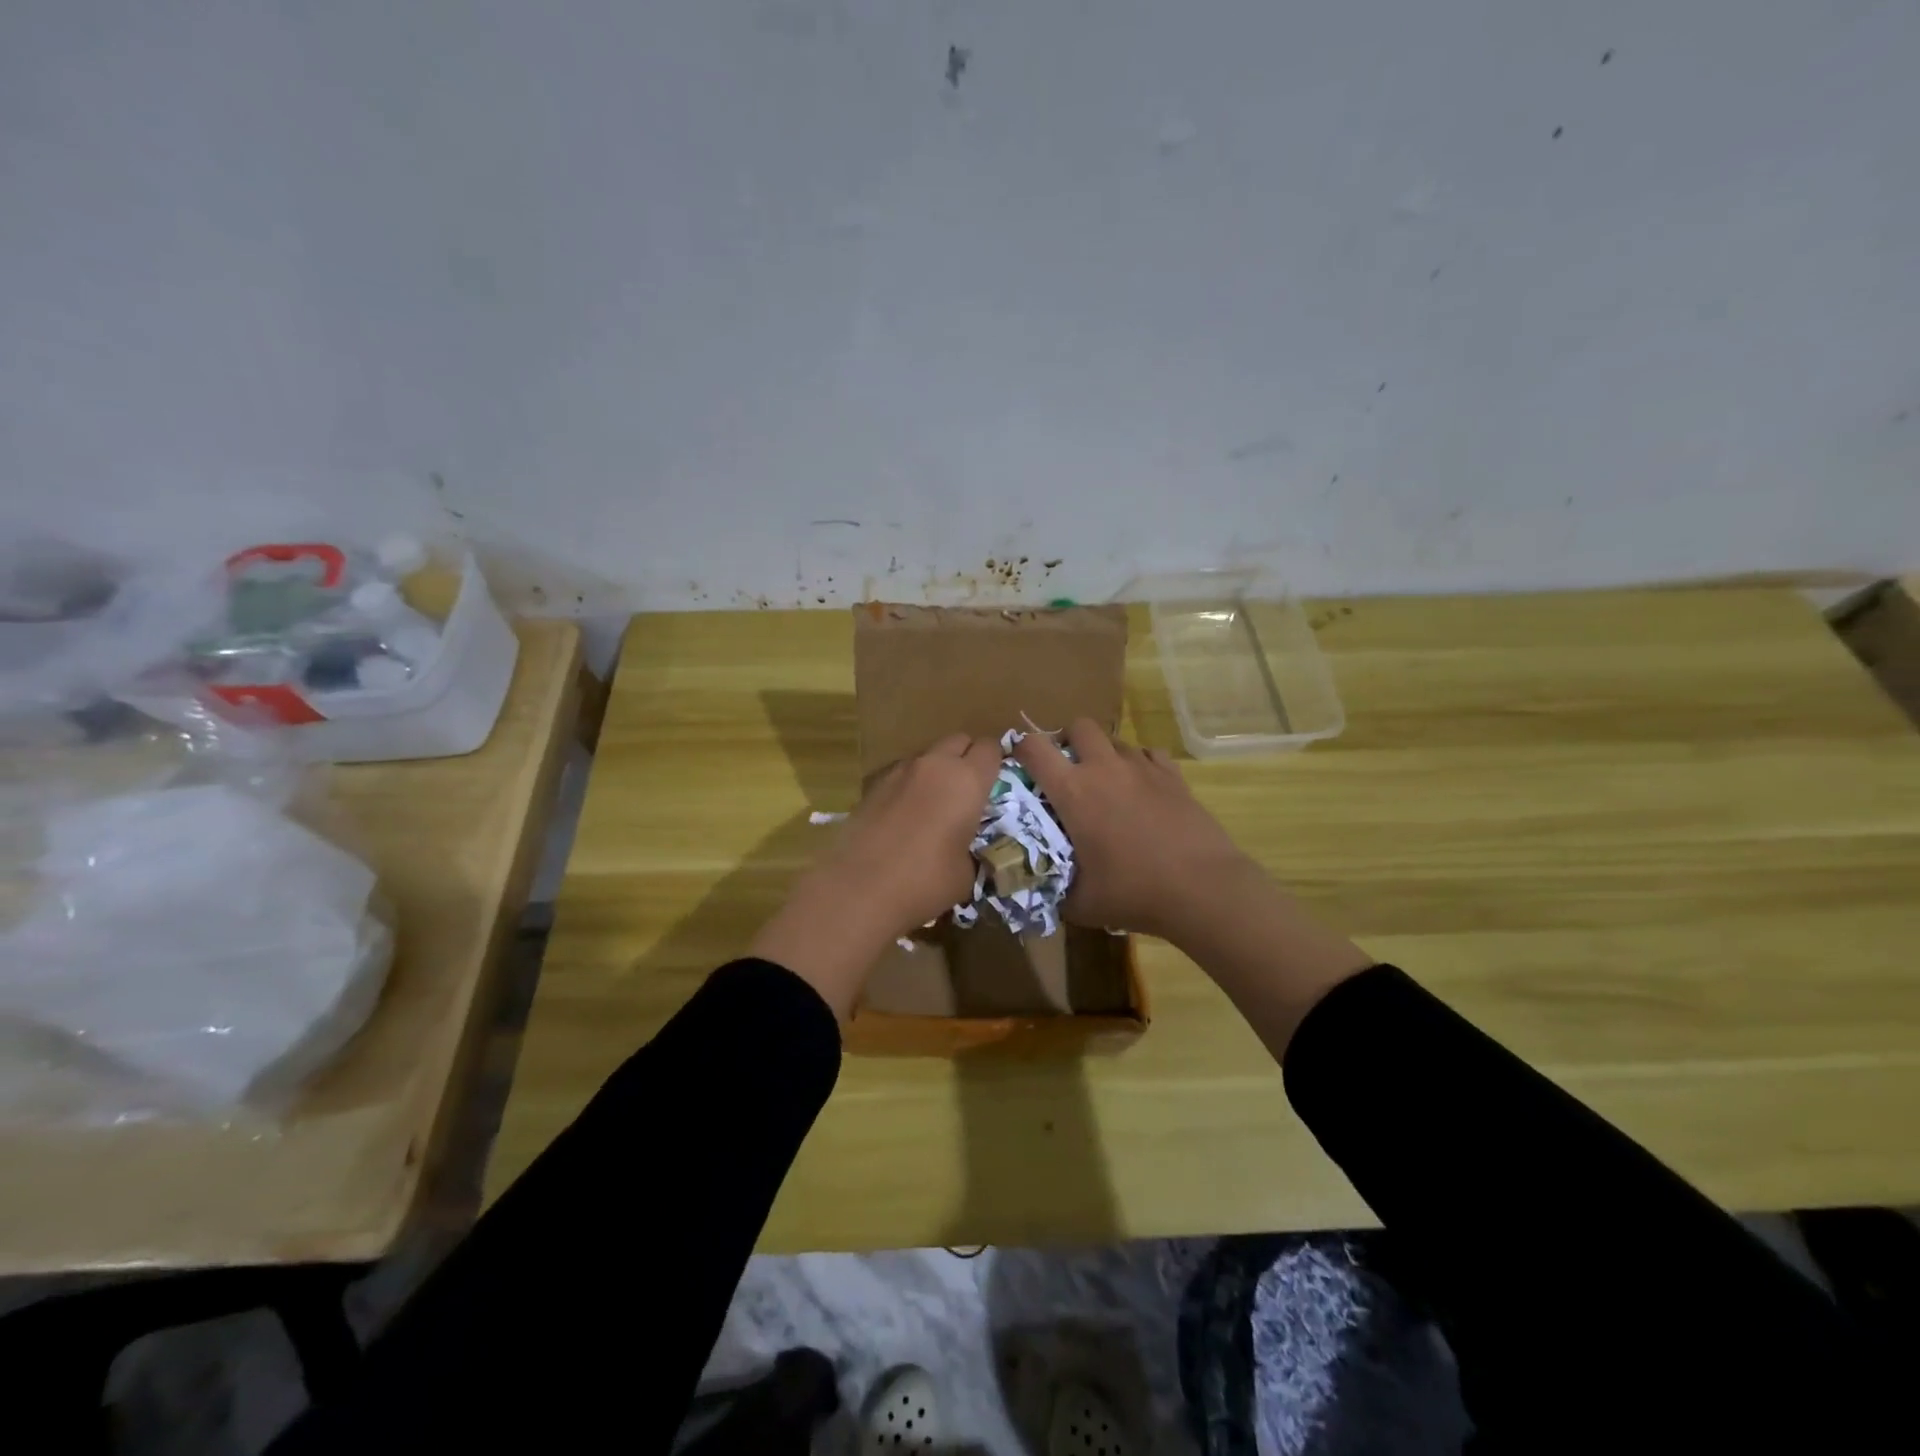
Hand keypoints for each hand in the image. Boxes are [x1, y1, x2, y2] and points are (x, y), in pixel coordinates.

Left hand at [752, 733, 1000, 1018]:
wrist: (858, 888)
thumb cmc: (925, 881)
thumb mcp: (968, 873)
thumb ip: (976, 850)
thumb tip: (970, 851)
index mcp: (967, 780)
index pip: (991, 748)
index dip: (996, 762)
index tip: (996, 783)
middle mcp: (935, 765)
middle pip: (959, 740)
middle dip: (967, 757)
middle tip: (969, 791)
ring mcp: (900, 771)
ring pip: (928, 755)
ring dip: (938, 770)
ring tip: (935, 805)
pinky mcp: (873, 784)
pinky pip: (903, 773)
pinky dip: (911, 784)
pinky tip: (906, 816)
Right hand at [1013, 720, 1253, 943]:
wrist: (1202, 889)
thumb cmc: (1133, 893)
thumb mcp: (1080, 903)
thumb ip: (1055, 890)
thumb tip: (1042, 889)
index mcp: (1073, 791)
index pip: (1034, 748)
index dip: (1020, 749)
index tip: (1019, 764)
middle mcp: (1104, 768)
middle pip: (1079, 725)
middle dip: (1068, 740)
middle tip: (1068, 769)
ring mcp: (1142, 768)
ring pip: (1115, 740)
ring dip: (1104, 754)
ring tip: (1107, 784)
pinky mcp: (1173, 776)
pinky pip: (1149, 754)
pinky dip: (1139, 765)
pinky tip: (1142, 789)